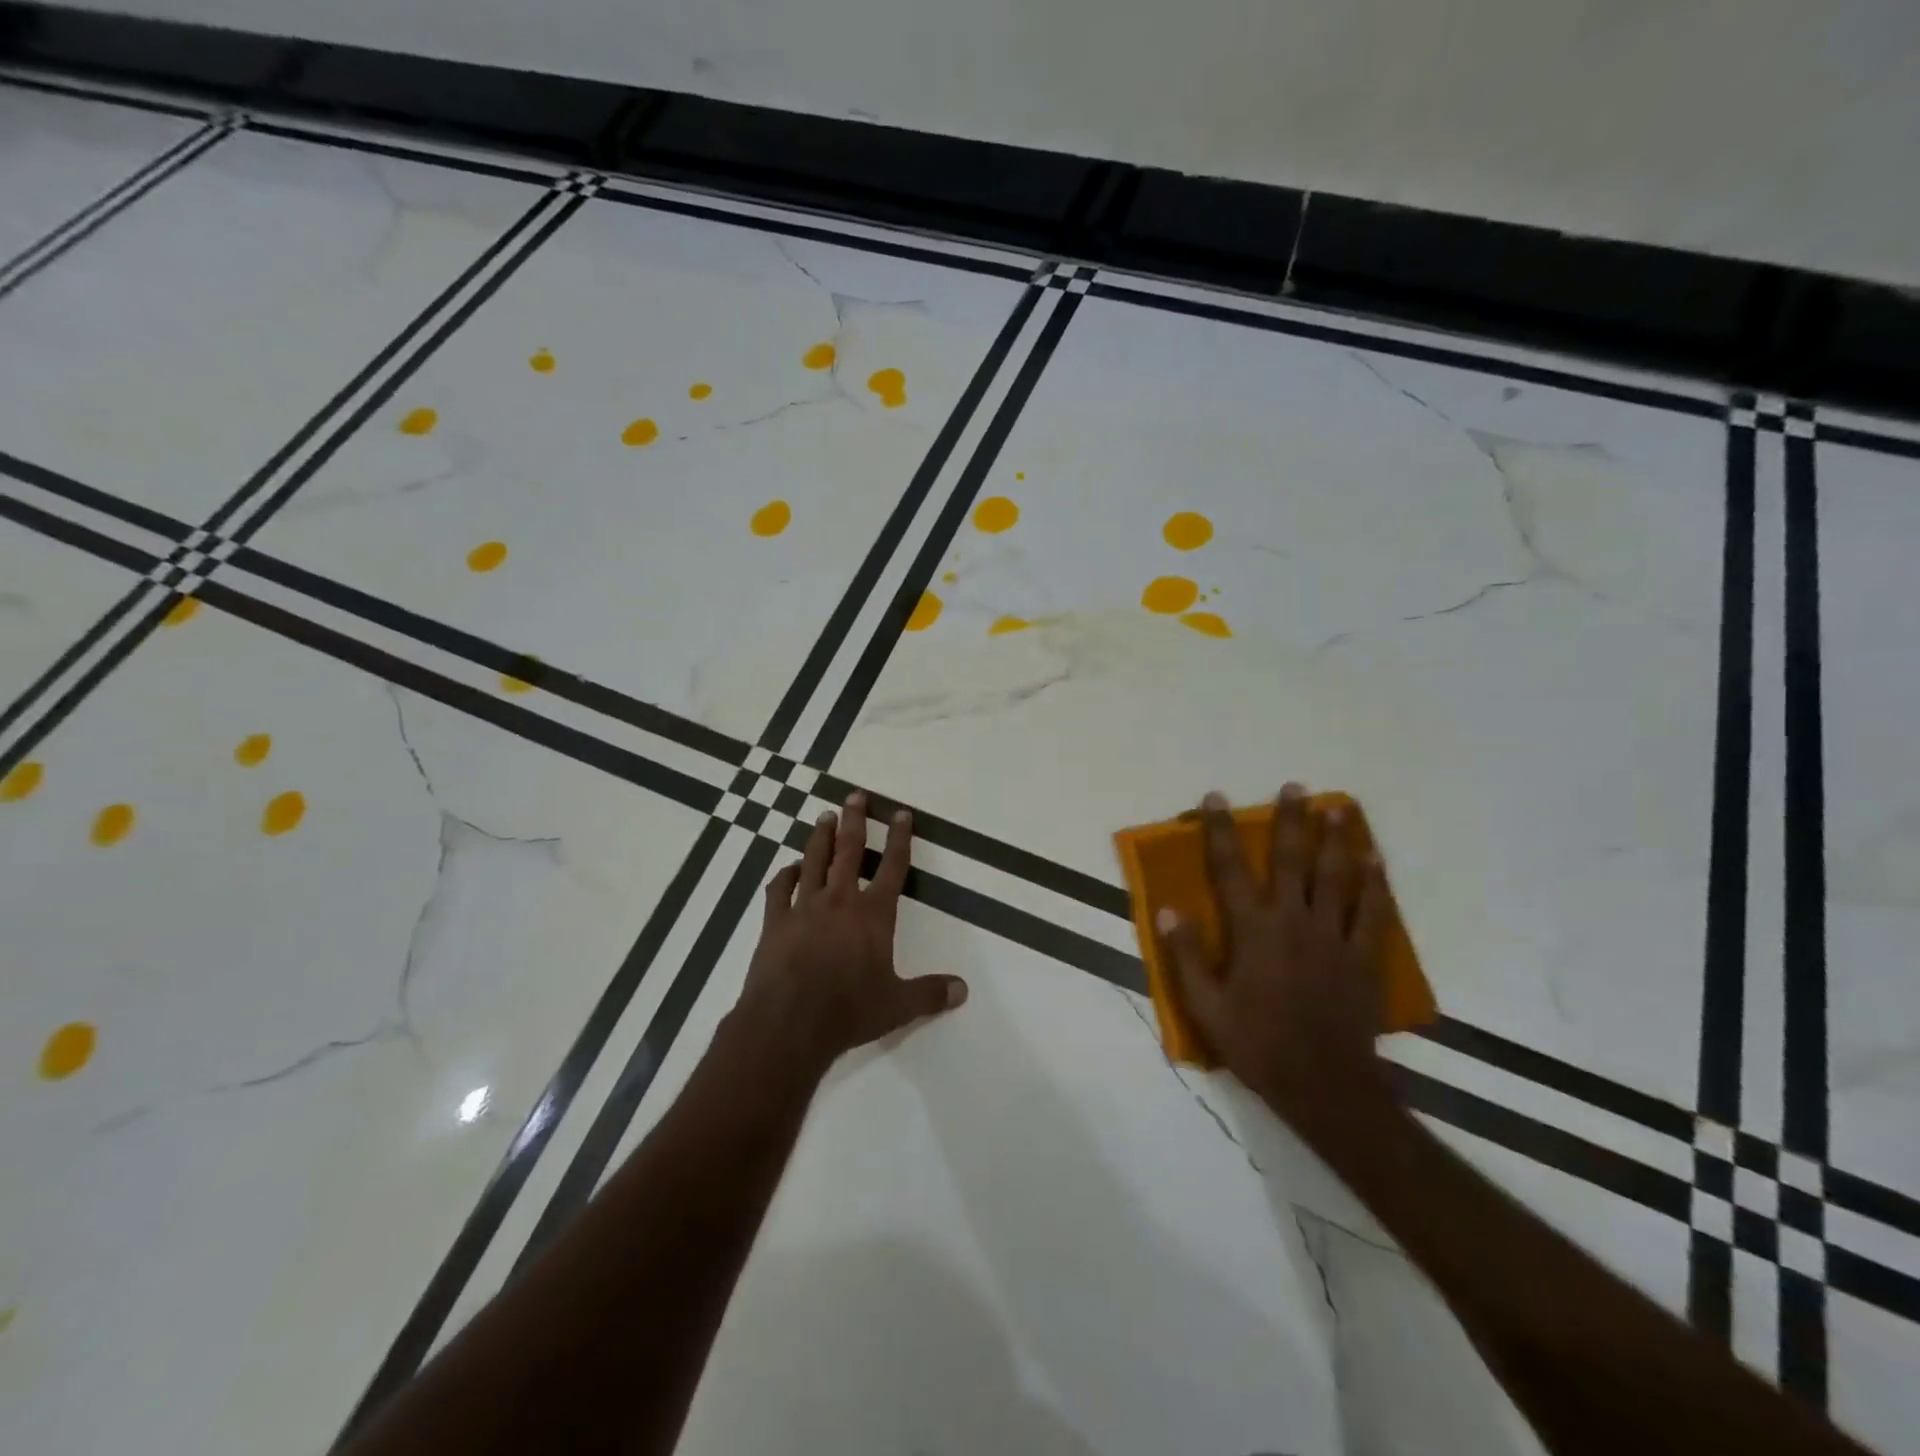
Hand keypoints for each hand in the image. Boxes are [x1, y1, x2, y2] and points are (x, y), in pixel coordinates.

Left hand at [734, 792, 966, 1074]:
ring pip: (813, 861)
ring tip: (825, 817)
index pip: (892, 867)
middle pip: (849, 851)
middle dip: (855, 821)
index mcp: (873, 914)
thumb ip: (930, 993)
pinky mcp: (775, 922)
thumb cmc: (848, 1011)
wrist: (789, 1023)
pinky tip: (790, 867)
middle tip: (854, 795)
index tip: (901, 813)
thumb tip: (963, 989)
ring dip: (821, 837)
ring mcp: (804, 908)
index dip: (900, 839)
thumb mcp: (897, 1005)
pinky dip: (786, 874)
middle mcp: (839, 901)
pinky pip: (780, 889)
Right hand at [1157, 784, 1394, 1142]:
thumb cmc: (1258, 1043)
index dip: (1220, 831)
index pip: (1230, 869)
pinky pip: (1372, 912)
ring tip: (1339, 808)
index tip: (1216, 798)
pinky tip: (1376, 862)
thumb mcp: (1206, 1005)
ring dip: (1336, 839)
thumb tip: (1170, 910)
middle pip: (1291, 860)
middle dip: (1290, 821)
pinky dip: (1375, 884)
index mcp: (1253, 930)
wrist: (1324, 1084)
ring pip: (1336, 877)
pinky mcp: (1363, 957)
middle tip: (1296, 787)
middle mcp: (1293, 921)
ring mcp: (1333, 936)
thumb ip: (1187, 955)